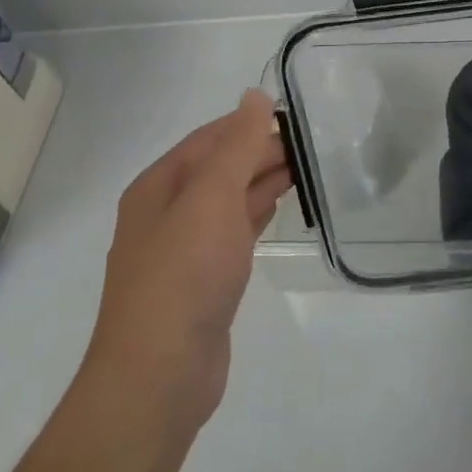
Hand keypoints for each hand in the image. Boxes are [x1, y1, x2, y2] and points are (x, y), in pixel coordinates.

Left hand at [71, 90, 291, 444]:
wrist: (160, 375)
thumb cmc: (185, 274)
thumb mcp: (212, 197)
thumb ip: (237, 145)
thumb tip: (254, 96)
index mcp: (159, 186)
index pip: (209, 139)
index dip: (249, 123)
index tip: (294, 115)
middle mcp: (166, 212)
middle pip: (219, 168)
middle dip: (260, 152)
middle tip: (312, 144)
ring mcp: (184, 249)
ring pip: (229, 200)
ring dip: (262, 181)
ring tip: (307, 168)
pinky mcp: (203, 281)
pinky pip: (234, 232)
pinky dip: (257, 214)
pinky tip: (280, 207)